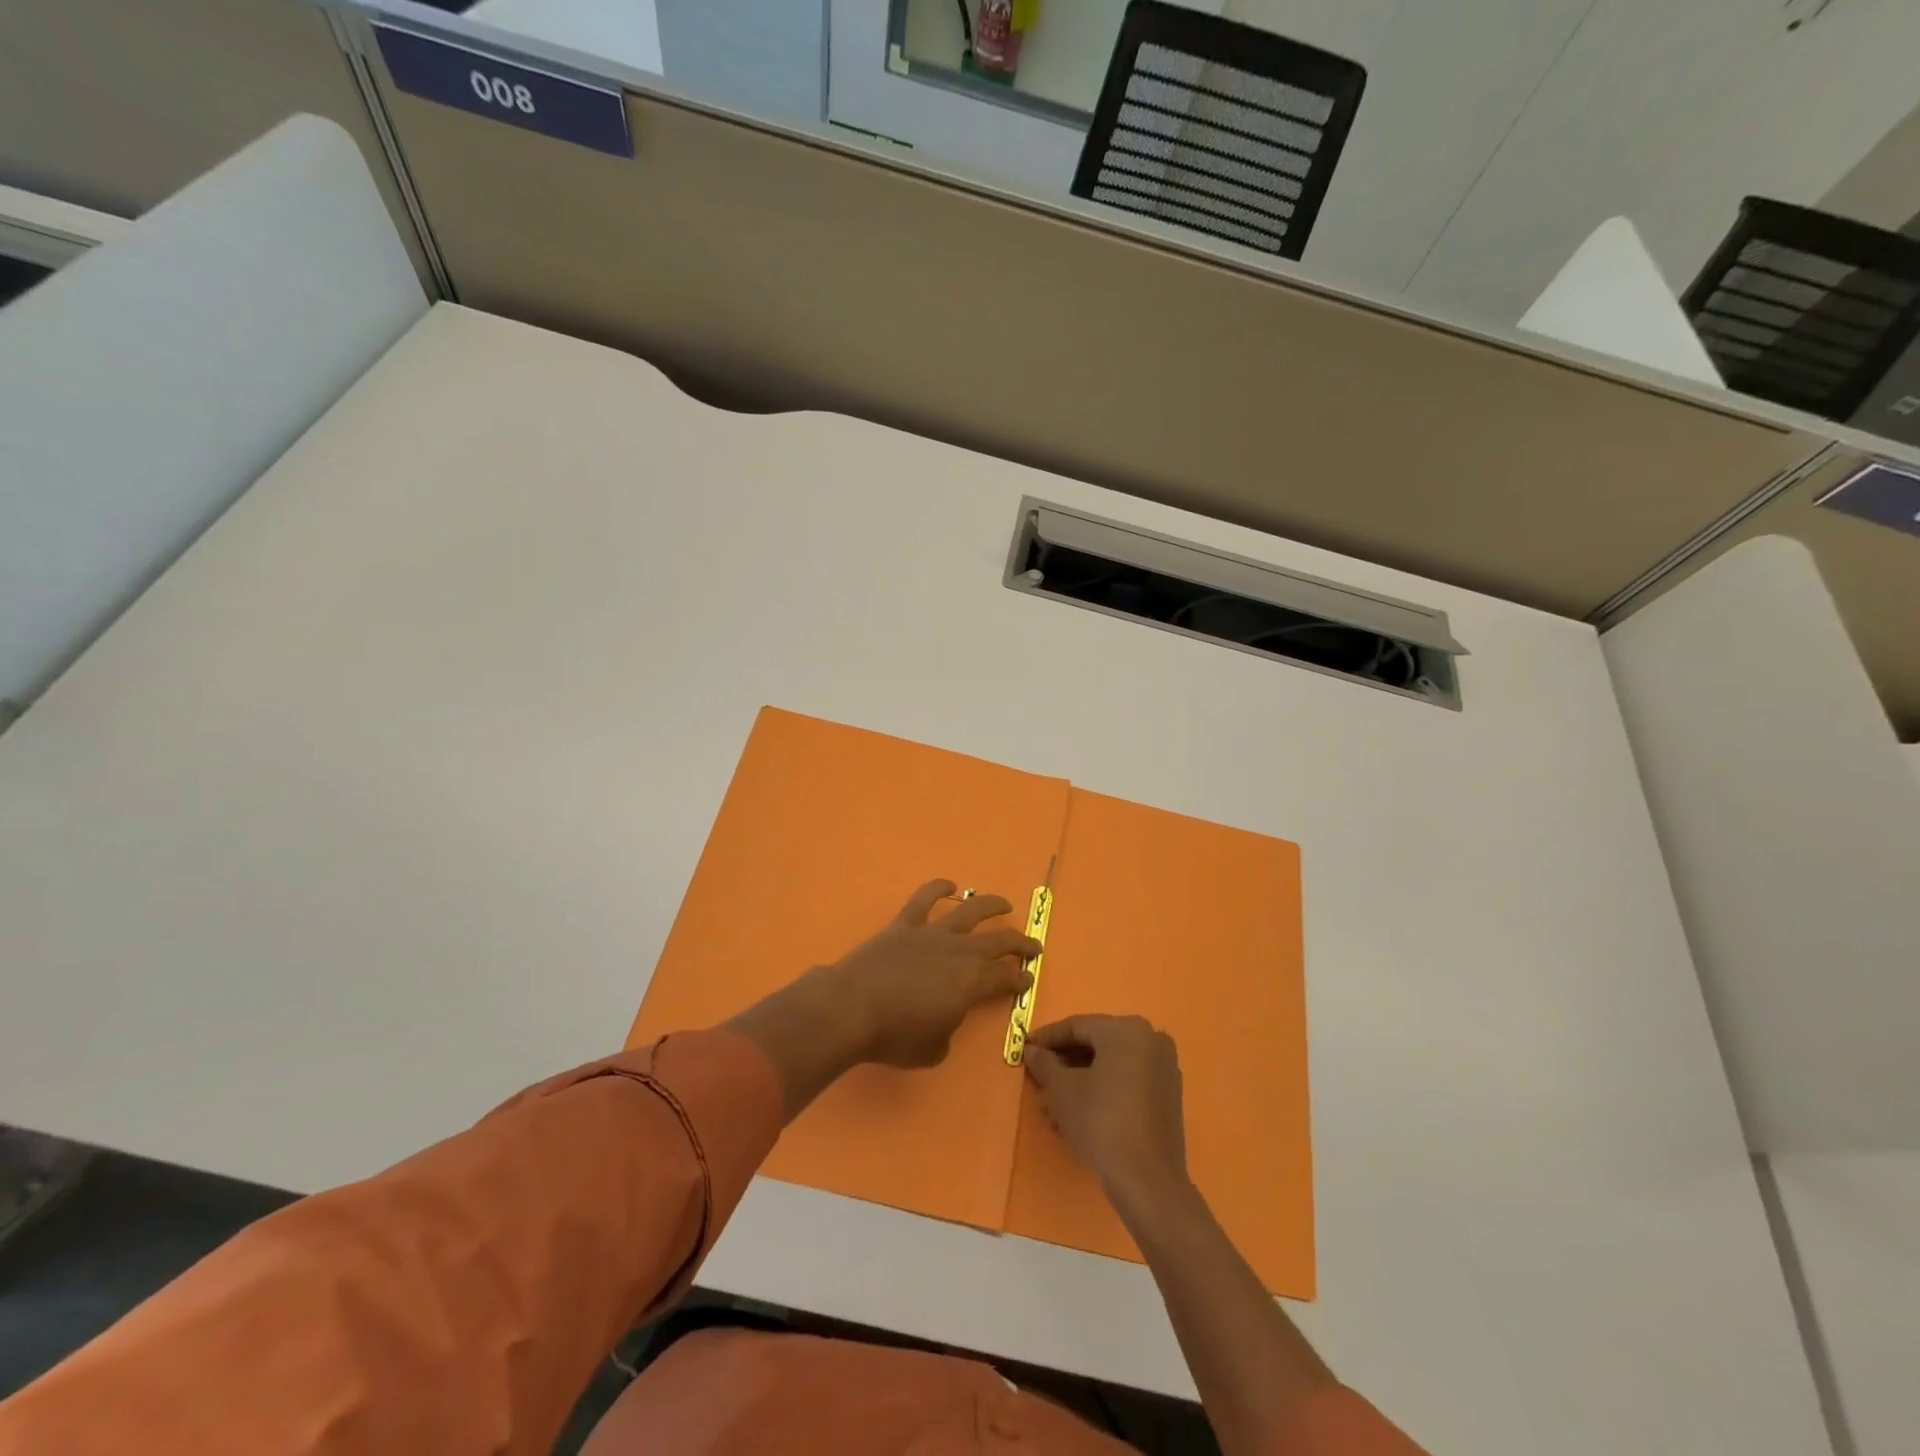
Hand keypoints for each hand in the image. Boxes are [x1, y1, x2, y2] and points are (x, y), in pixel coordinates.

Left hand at [822, 879, 1039, 1067]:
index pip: (1005, 977)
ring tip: (1005, 904)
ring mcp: (931, 933)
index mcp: (972, 982)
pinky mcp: (904, 925)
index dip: (1019, 979)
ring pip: (969, 911)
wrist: (852, 1008)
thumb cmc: (895, 1036)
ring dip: (991, 905)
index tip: (1027, 979)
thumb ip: (948, 1030)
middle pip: (998, 941)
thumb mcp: (933, 1049)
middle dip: (1020, 943)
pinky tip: (950, 886)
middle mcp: (959, 951)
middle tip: (1033, 945)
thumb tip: (946, 1017)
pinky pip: (924, 899)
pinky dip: (938, 888)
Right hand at [1024, 1014, 1189, 1210]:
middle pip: (1096, 1043)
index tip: (1025, 1049)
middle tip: (1039, 1077)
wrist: (1147, 1181)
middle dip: (1064, 1062)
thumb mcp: (1062, 1090)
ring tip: (1054, 1102)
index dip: (1047, 1038)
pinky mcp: (1168, 1095)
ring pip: (1112, 1065)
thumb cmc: (1100, 1122)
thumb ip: (1044, 1063)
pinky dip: (1103, 1088)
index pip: (1077, 1026)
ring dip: (1081, 1078)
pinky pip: (1128, 1081)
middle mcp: (1150, 1039)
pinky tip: (1080, 1110)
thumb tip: (1031, 1051)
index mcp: (1126, 1029)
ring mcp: (1164, 1067)